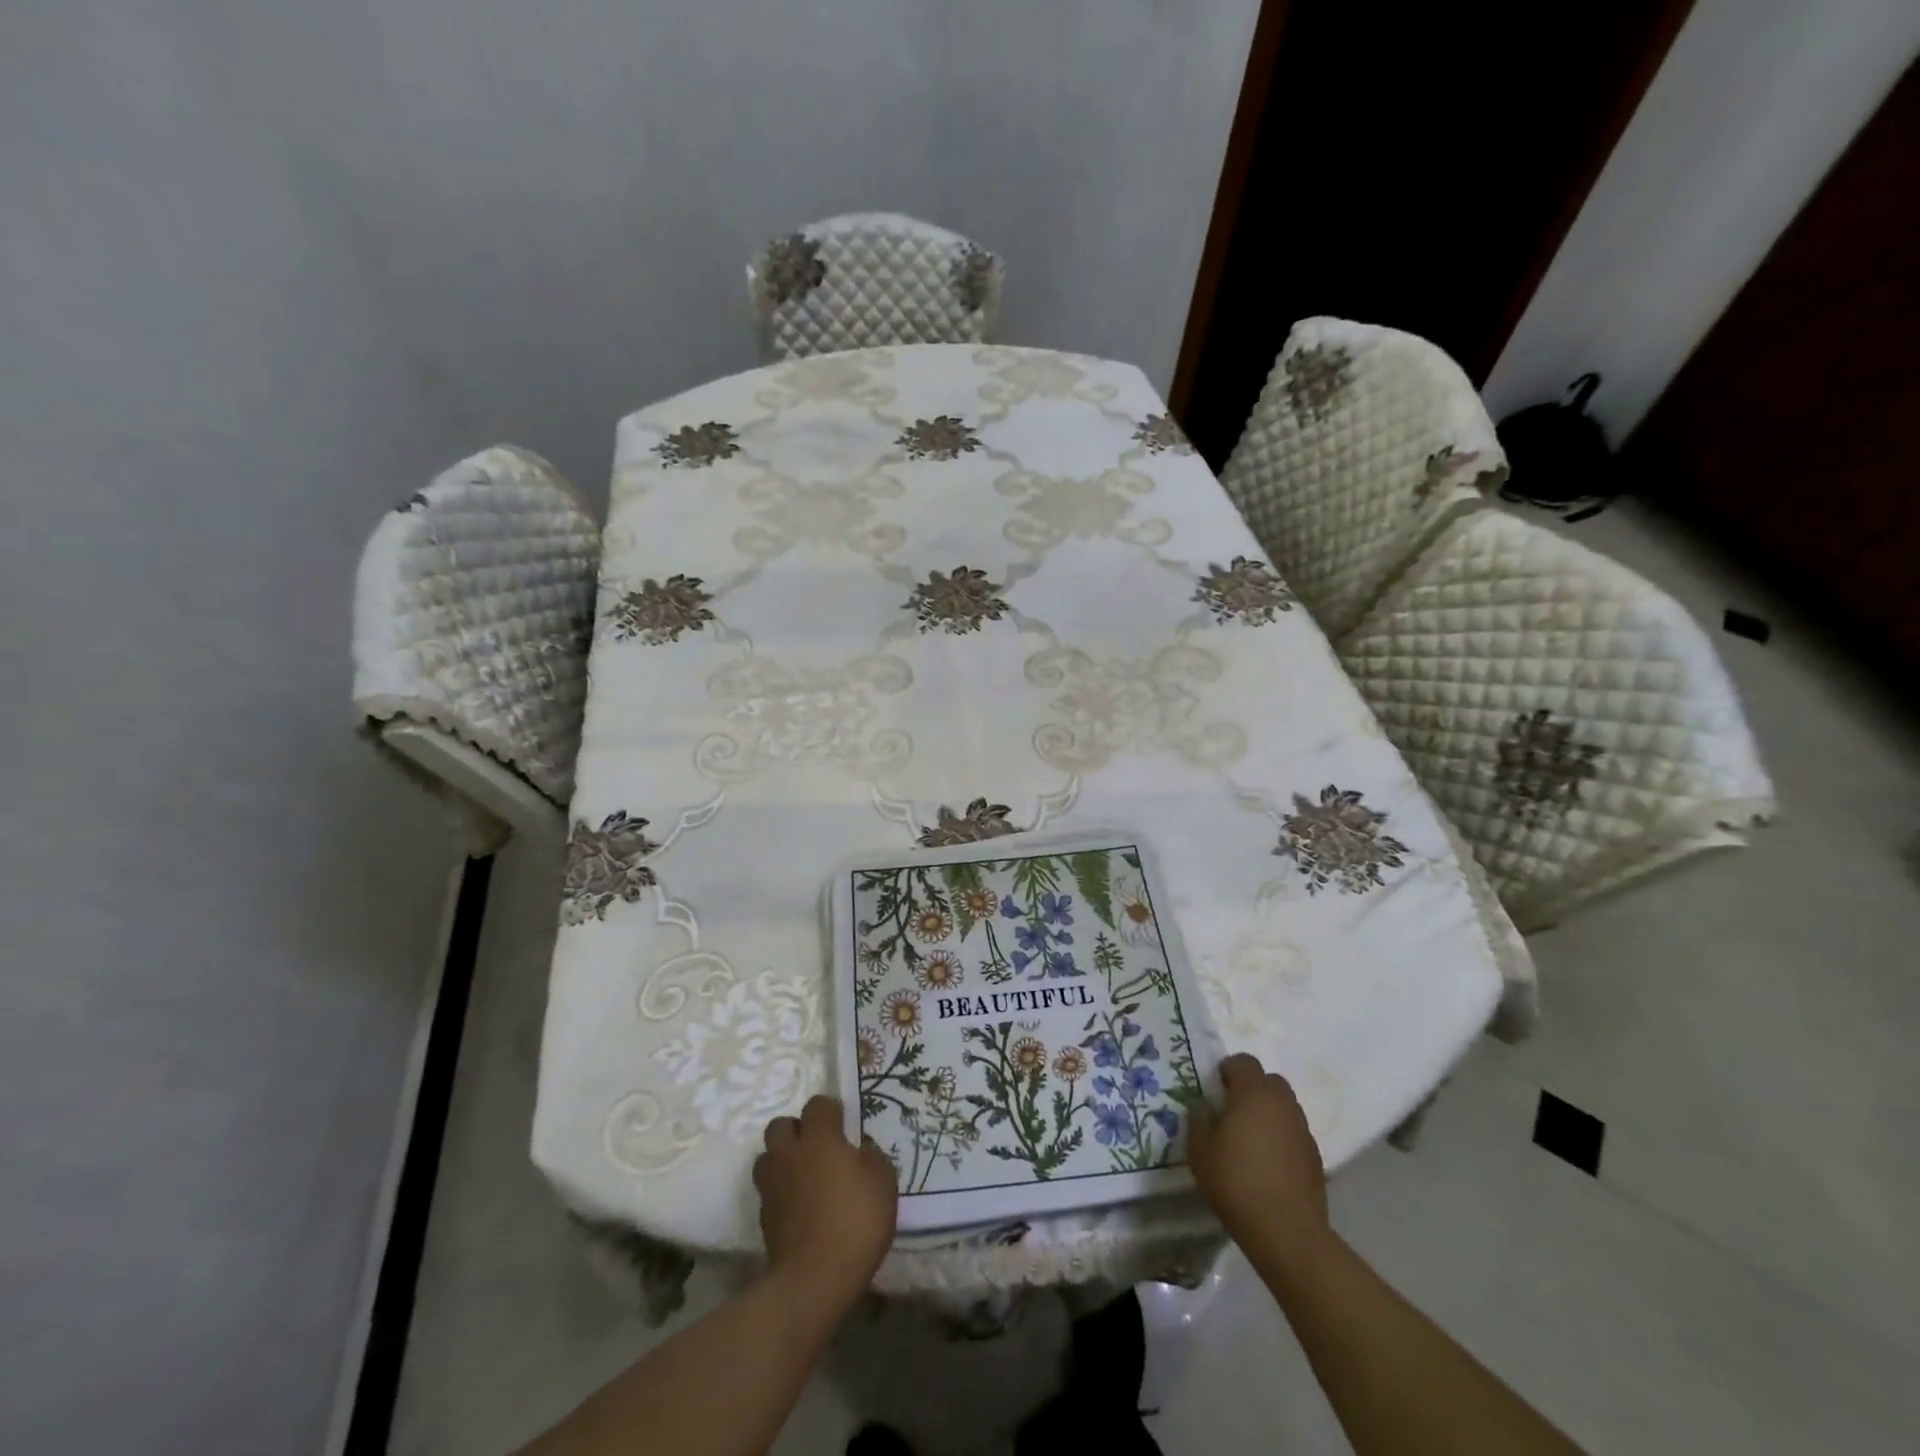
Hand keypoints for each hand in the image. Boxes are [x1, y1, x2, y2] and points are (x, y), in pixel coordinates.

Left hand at [753, 1095, 897, 1316]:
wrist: (815, 1279)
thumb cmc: (856, 1221)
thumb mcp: (884, 1182)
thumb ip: (872, 1157)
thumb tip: (860, 1151)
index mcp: (819, 1138)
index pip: (817, 1104)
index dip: (830, 1111)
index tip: (844, 1126)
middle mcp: (790, 1153)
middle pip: (780, 1125)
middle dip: (796, 1130)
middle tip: (818, 1148)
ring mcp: (772, 1185)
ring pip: (767, 1157)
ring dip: (782, 1160)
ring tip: (802, 1176)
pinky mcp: (764, 1217)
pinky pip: (768, 1190)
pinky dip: (780, 1192)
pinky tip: (799, 1207)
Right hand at [1189, 1053, 1329, 1264]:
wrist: (1287, 1232)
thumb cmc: (1236, 1182)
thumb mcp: (1200, 1151)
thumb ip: (1198, 1120)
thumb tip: (1203, 1107)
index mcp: (1254, 1094)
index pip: (1244, 1061)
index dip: (1228, 1069)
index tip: (1216, 1088)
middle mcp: (1283, 1104)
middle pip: (1270, 1080)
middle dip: (1252, 1088)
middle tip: (1233, 1110)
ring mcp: (1303, 1130)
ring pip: (1285, 1107)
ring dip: (1269, 1113)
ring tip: (1251, 1139)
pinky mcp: (1315, 1157)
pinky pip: (1295, 1133)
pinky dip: (1282, 1137)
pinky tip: (1269, 1163)